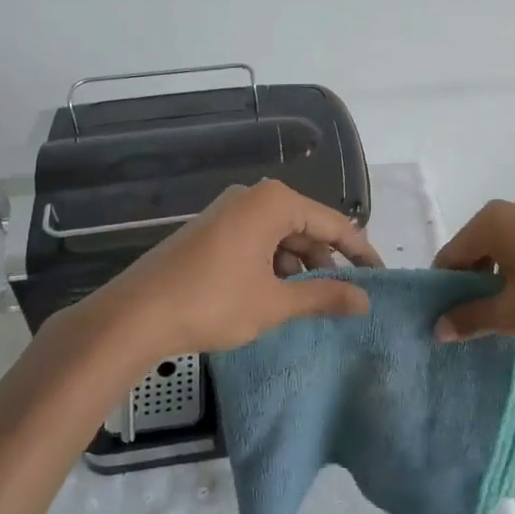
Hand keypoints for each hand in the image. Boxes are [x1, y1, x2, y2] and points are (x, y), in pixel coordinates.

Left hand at [88, 179, 381, 360]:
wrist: (134, 316)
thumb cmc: (213, 303)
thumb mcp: (275, 302)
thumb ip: (324, 296)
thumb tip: (365, 300)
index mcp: (274, 202)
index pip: (333, 223)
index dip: (360, 251)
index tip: (380, 276)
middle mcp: (252, 197)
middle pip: (306, 226)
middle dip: (328, 260)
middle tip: (348, 294)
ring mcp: (227, 212)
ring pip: (280, 236)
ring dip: (299, 266)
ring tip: (311, 300)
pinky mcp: (210, 231)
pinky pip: (256, 241)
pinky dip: (273, 265)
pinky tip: (276, 294)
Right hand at [432, 197, 514, 343]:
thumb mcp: (512, 315)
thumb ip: (470, 317)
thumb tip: (438, 327)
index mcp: (493, 221)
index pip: (452, 254)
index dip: (445, 287)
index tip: (447, 317)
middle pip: (476, 245)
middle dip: (472, 280)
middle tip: (475, 317)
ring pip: (504, 244)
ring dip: (497, 273)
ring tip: (505, 309)